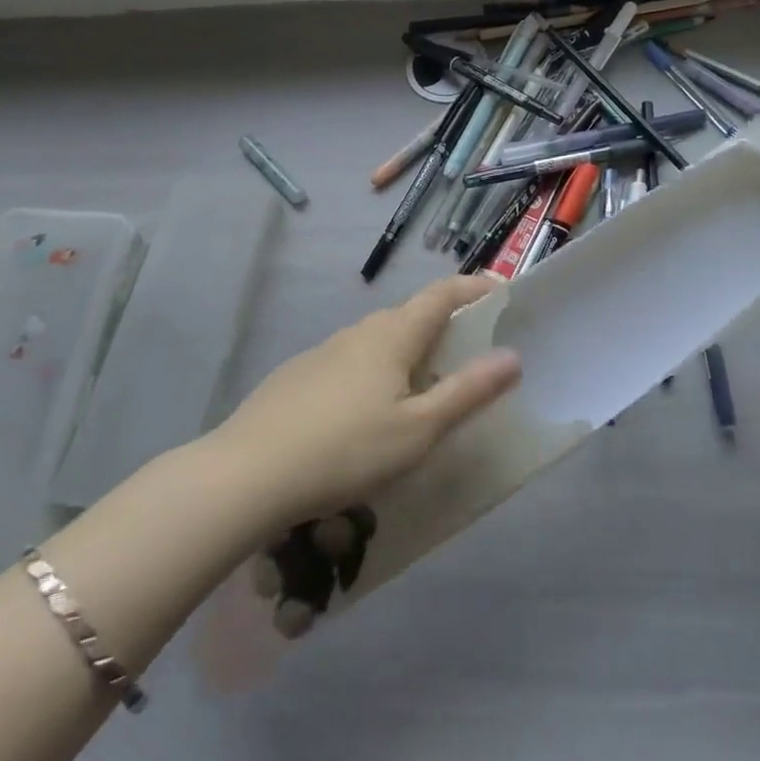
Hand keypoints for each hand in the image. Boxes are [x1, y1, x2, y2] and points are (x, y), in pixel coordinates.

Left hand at [213, 275, 521, 534]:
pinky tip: (367, 415)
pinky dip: (375, 372)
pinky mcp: (299, 375)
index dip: (474, 286)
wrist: (246, 474)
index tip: (502, 293)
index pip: (442, 293)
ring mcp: (324, 351)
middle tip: (469, 355)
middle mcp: (359, 331)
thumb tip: (513, 356)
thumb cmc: (345, 450)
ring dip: (408, 353)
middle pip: (411, 315)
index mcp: (393, 334)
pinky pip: (351, 362)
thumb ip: (467, 392)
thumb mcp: (418, 430)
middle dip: (445, 325)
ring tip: (422, 391)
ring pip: (378, 340)